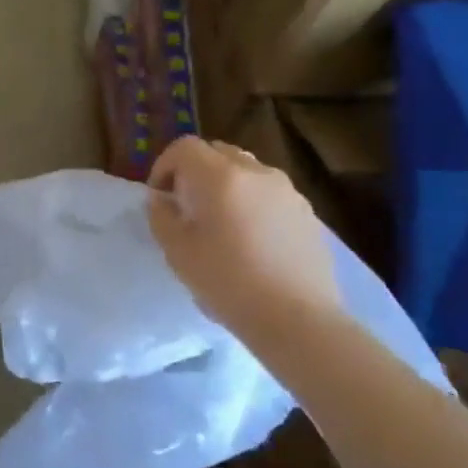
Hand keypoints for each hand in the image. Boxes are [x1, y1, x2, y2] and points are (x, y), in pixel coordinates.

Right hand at [148, 136, 339, 346]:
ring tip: (220, 223)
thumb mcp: (177, 252)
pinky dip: (252, 202)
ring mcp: (287, 191)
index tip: (159, 196)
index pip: (184, 148)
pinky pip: (270, 194)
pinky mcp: (307, 213)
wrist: (298, 320)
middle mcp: (256, 172)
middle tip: (186, 205)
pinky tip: (251, 240)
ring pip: (247, 171)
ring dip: (226, 185)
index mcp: (220, 176)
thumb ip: (161, 216)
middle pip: (218, 152)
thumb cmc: (228, 282)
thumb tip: (161, 199)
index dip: (164, 166)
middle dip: (195, 171)